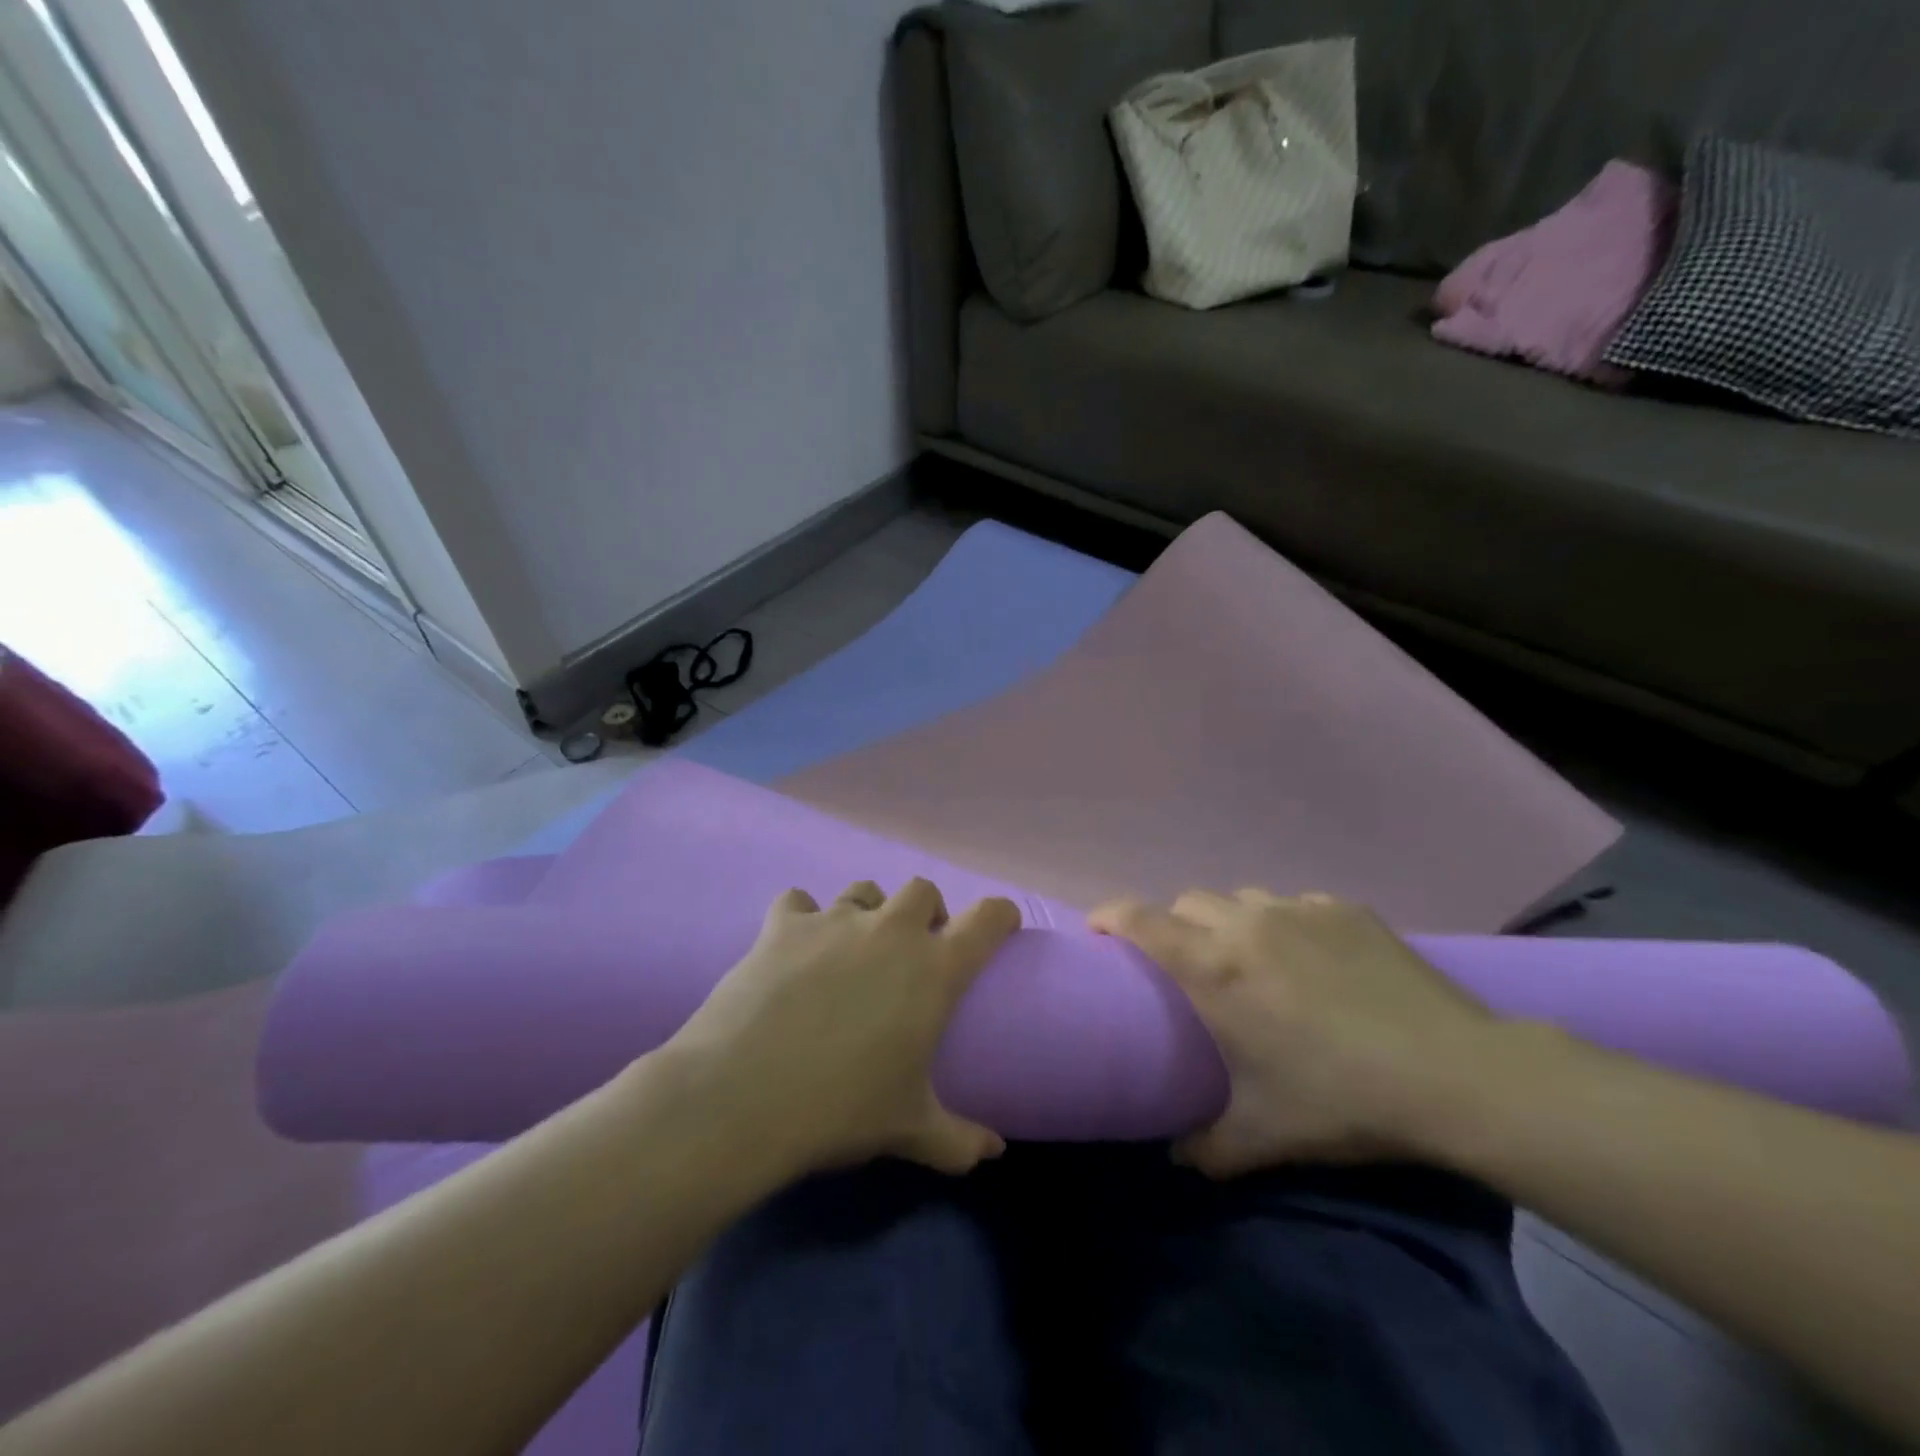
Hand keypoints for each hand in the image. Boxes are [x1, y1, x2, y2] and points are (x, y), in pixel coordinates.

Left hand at [665, 878, 1021, 1179]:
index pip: (988, 918)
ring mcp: (835, 920)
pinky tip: (794, 945)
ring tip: (853, 948)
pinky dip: (801, 916)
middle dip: (925, 912)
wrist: (744, 1096)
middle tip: (914, 950)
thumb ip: (960, 1141)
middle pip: (922, 890)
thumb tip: (995, 1153)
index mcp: (934, 969)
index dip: (1000, 915)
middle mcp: (890, 930)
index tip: (1000, 925)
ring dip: (868, 911)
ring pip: (864, 890)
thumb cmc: (841, 1109)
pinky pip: (798, 900)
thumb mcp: (909, 1130)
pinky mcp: (784, 924)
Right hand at [1090, 889, 1502, 1175]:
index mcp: (1214, 968)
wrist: (1456, 1074)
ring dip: (1229, 923)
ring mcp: (1297, 908)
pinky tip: (1313, 961)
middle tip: (1189, 969)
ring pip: (1239, 899)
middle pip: (1186, 902)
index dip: (1108, 915)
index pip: (1138, 919)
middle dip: (1174, 927)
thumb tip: (1176, 1157)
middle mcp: (1245, 923)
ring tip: (1253, 963)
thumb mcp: (1264, 1136)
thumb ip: (1206, 1147)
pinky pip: (1292, 905)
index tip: (1098, 932)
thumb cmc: (1342, 1100)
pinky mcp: (1343, 907)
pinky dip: (1284, 925)